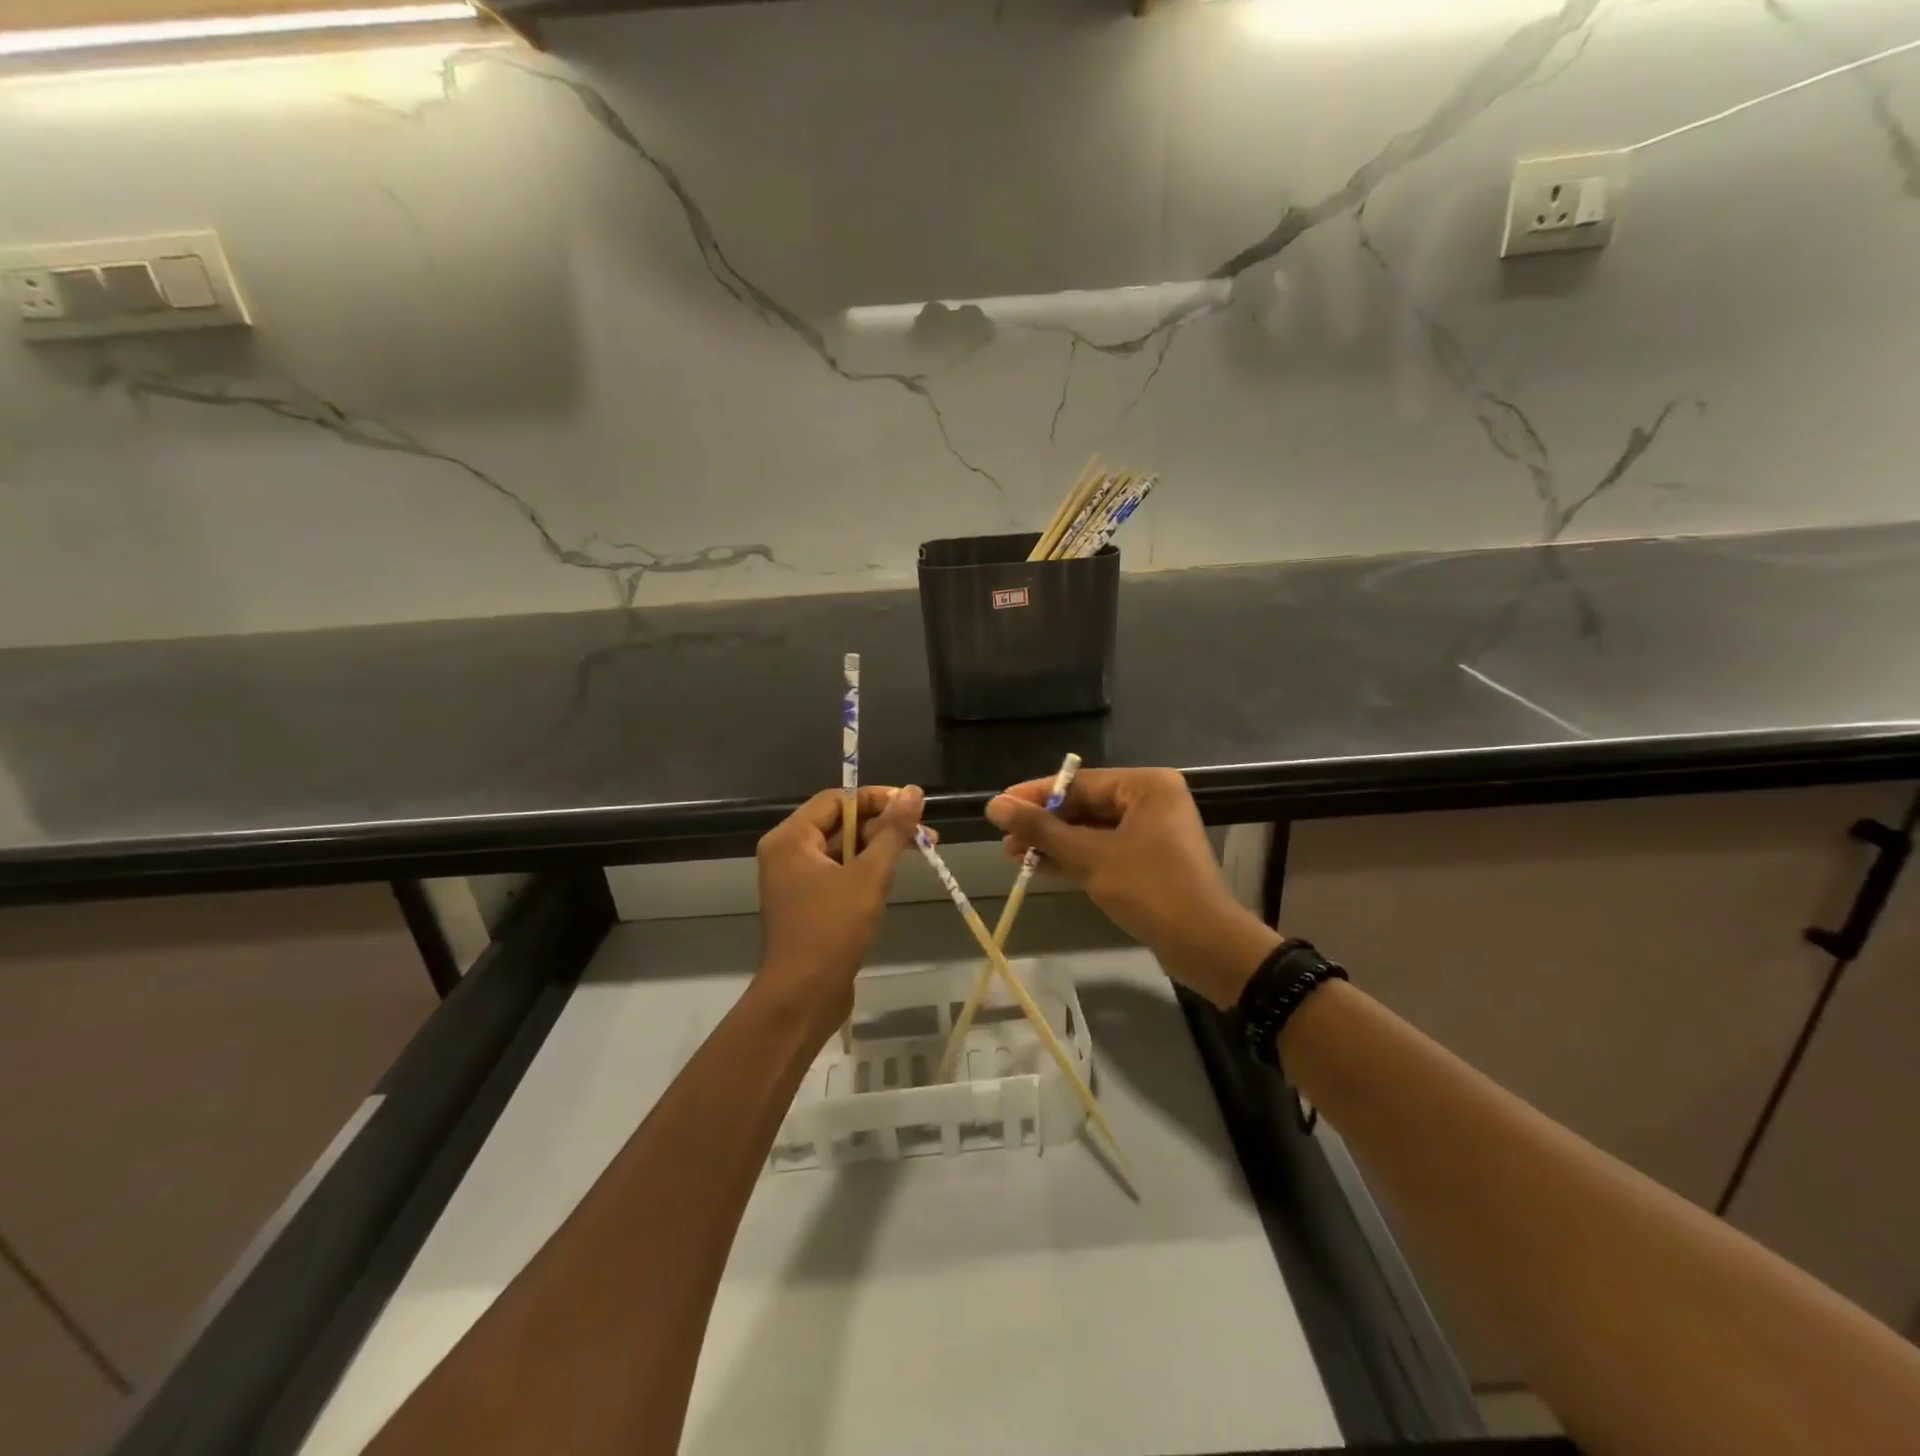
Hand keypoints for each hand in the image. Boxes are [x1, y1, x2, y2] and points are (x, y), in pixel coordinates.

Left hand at [756, 785, 925, 1022]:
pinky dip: (866, 868)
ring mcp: (795, 880)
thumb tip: (914, 791)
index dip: (876, 798)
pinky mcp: (808, 903)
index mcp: (790, 838)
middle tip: (926, 833)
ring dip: (879, 847)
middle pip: (840, 822)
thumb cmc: (832, 931)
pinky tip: (895, 874)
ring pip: (843, 848)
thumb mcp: (869, 876)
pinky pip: (839, 872)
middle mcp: (787, 852)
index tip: (913, 806)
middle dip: (883, 824)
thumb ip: (892, 831)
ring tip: (922, 850)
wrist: (803, 997)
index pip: (837, 800)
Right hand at [987, 768, 1279, 1008]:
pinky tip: (1040, 868)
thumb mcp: (1090, 857)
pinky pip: (1103, 849)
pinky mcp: (1148, 859)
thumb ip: (1042, 830)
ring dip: (1054, 843)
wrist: (1205, 945)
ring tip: (1014, 856)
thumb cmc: (1150, 889)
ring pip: (1091, 830)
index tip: (998, 807)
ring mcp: (1151, 831)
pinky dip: (1074, 858)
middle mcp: (1151, 800)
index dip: (1035, 795)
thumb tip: (995, 805)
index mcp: (1145, 786)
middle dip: (1044, 824)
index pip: (1078, 782)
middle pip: (1084, 805)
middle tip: (1005, 840)